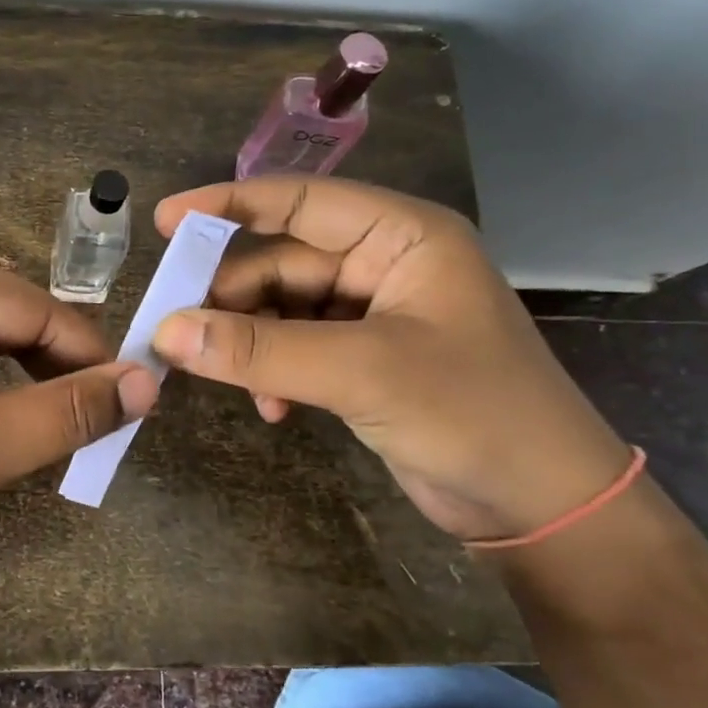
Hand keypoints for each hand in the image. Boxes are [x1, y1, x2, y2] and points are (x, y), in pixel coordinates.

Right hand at [151, 178, 631, 541]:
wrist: (542, 505)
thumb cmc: (473, 413)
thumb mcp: (362, 373)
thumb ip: (261, 350)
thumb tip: (166, 332)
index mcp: (401, 236)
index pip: (299, 202)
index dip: (228, 206)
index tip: (165, 222)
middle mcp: (385, 265)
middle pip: (281, 264)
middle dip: (230, 300)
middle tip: (176, 335)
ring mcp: (373, 315)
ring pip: (282, 312)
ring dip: (250, 345)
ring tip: (225, 379)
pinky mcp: (364, 361)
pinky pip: (296, 350)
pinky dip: (274, 374)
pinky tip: (272, 409)